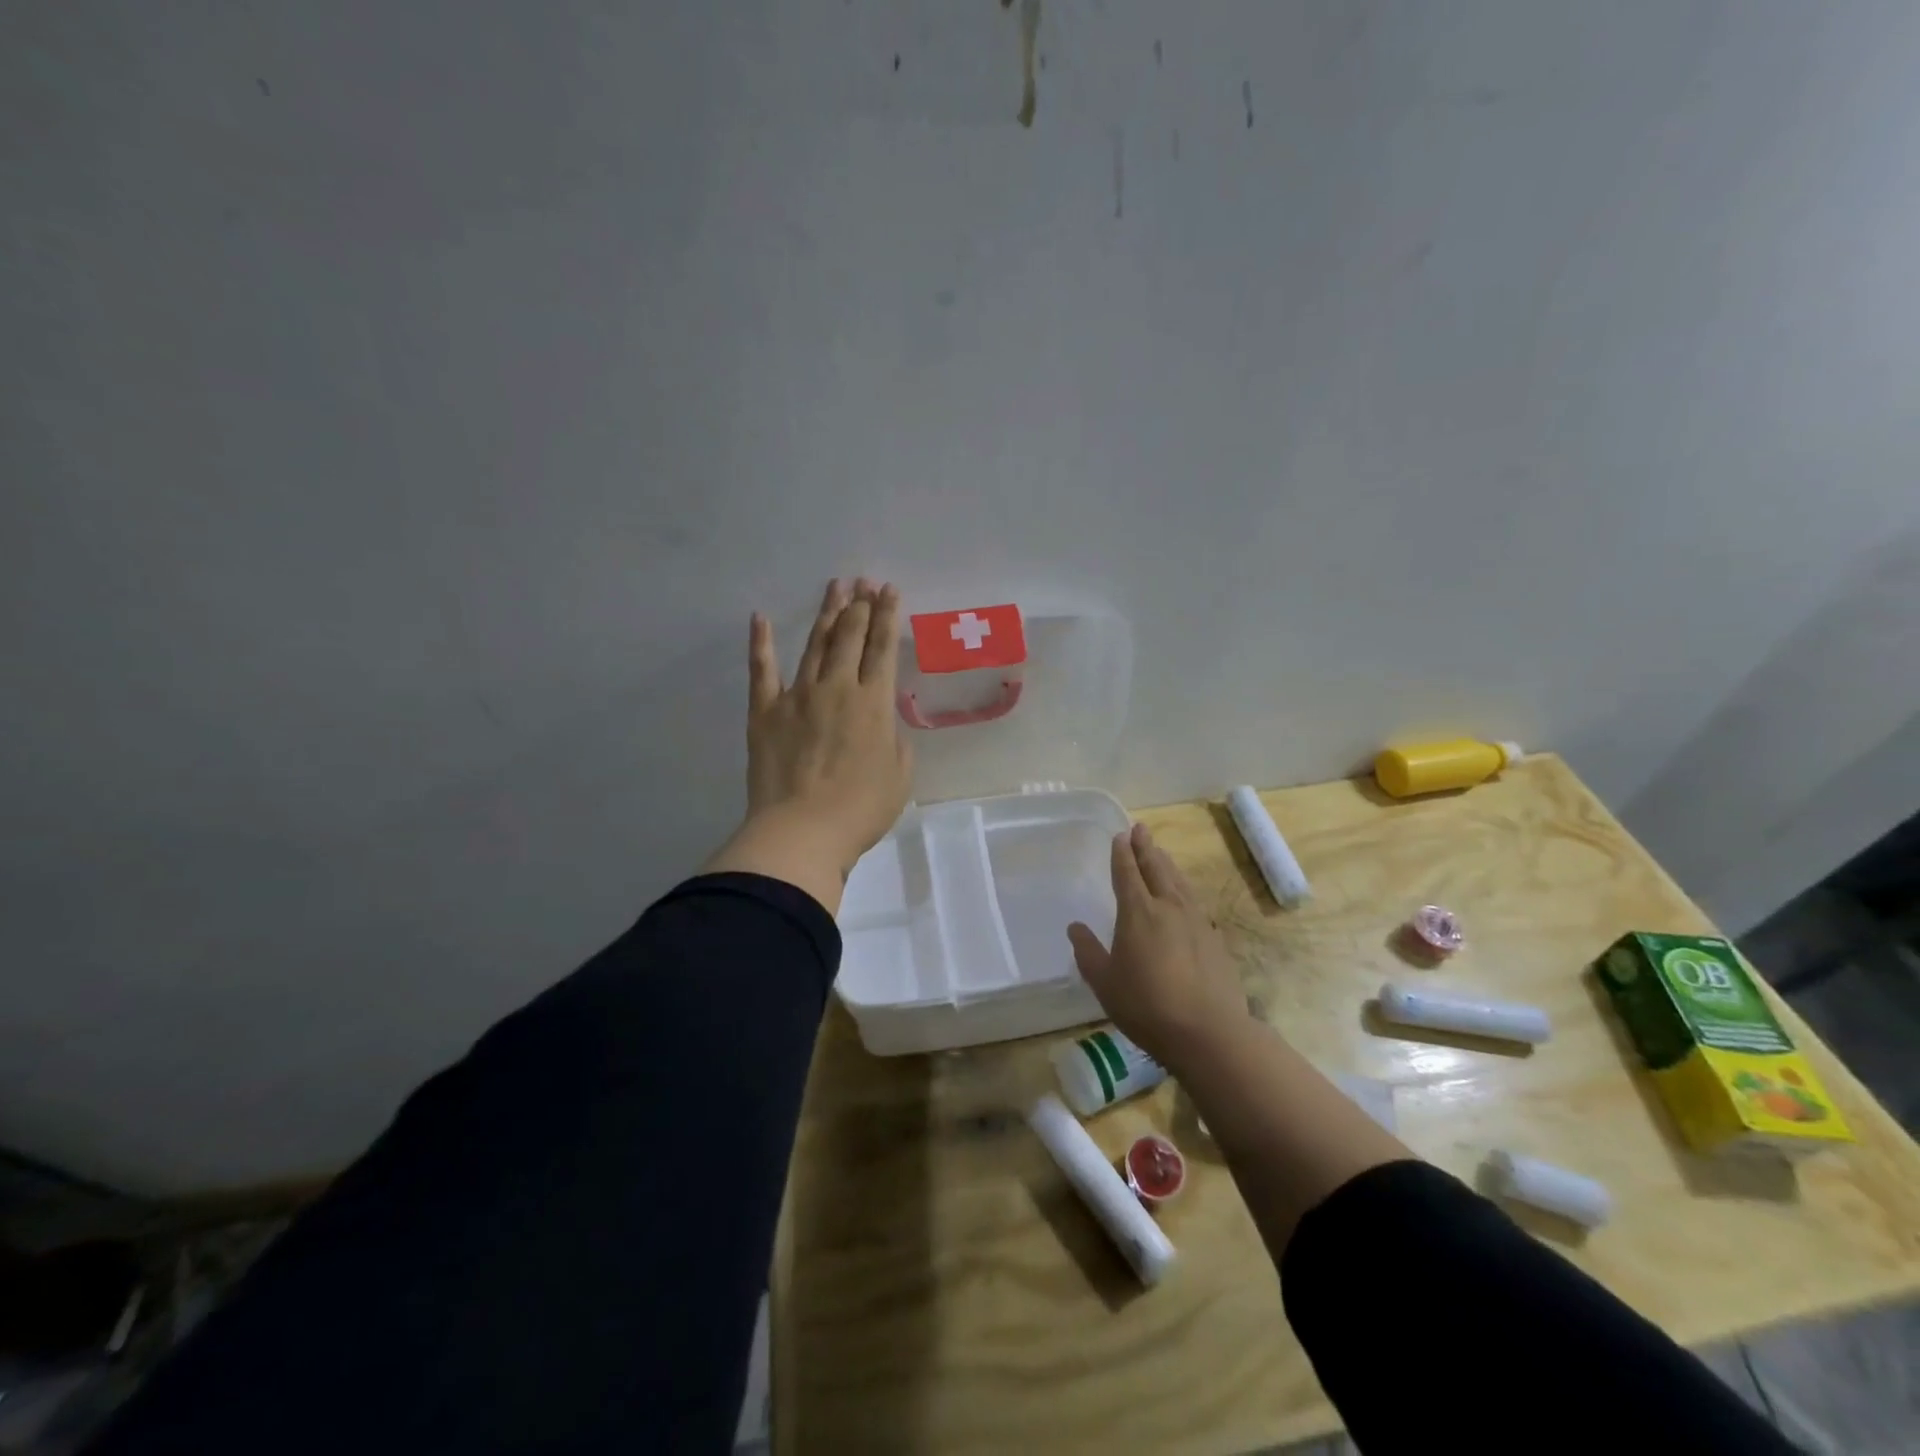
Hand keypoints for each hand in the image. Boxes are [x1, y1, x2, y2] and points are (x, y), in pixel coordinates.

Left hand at [704, 579, 913, 912]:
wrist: (802, 832)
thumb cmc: (860, 810)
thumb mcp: (899, 777)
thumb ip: (896, 742)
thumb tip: (884, 725)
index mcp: (874, 703)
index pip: (882, 648)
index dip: (887, 615)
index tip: (889, 590)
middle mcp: (837, 688)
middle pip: (849, 636)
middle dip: (859, 605)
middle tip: (863, 582)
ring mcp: (797, 696)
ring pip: (814, 644)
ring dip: (825, 614)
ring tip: (834, 587)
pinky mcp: (765, 712)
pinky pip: (762, 670)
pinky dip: (760, 643)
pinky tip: (760, 618)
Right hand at [1068, 823, 1250, 1069]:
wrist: (1208, 1032)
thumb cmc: (1146, 1006)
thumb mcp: (1104, 982)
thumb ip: (1088, 952)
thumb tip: (1075, 927)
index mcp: (1138, 912)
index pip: (1127, 873)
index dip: (1122, 853)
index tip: (1121, 835)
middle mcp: (1168, 907)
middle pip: (1156, 868)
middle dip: (1146, 848)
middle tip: (1141, 829)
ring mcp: (1196, 921)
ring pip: (1179, 882)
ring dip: (1167, 864)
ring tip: (1161, 854)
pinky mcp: (1215, 939)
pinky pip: (1195, 902)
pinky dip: (1184, 890)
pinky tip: (1185, 897)